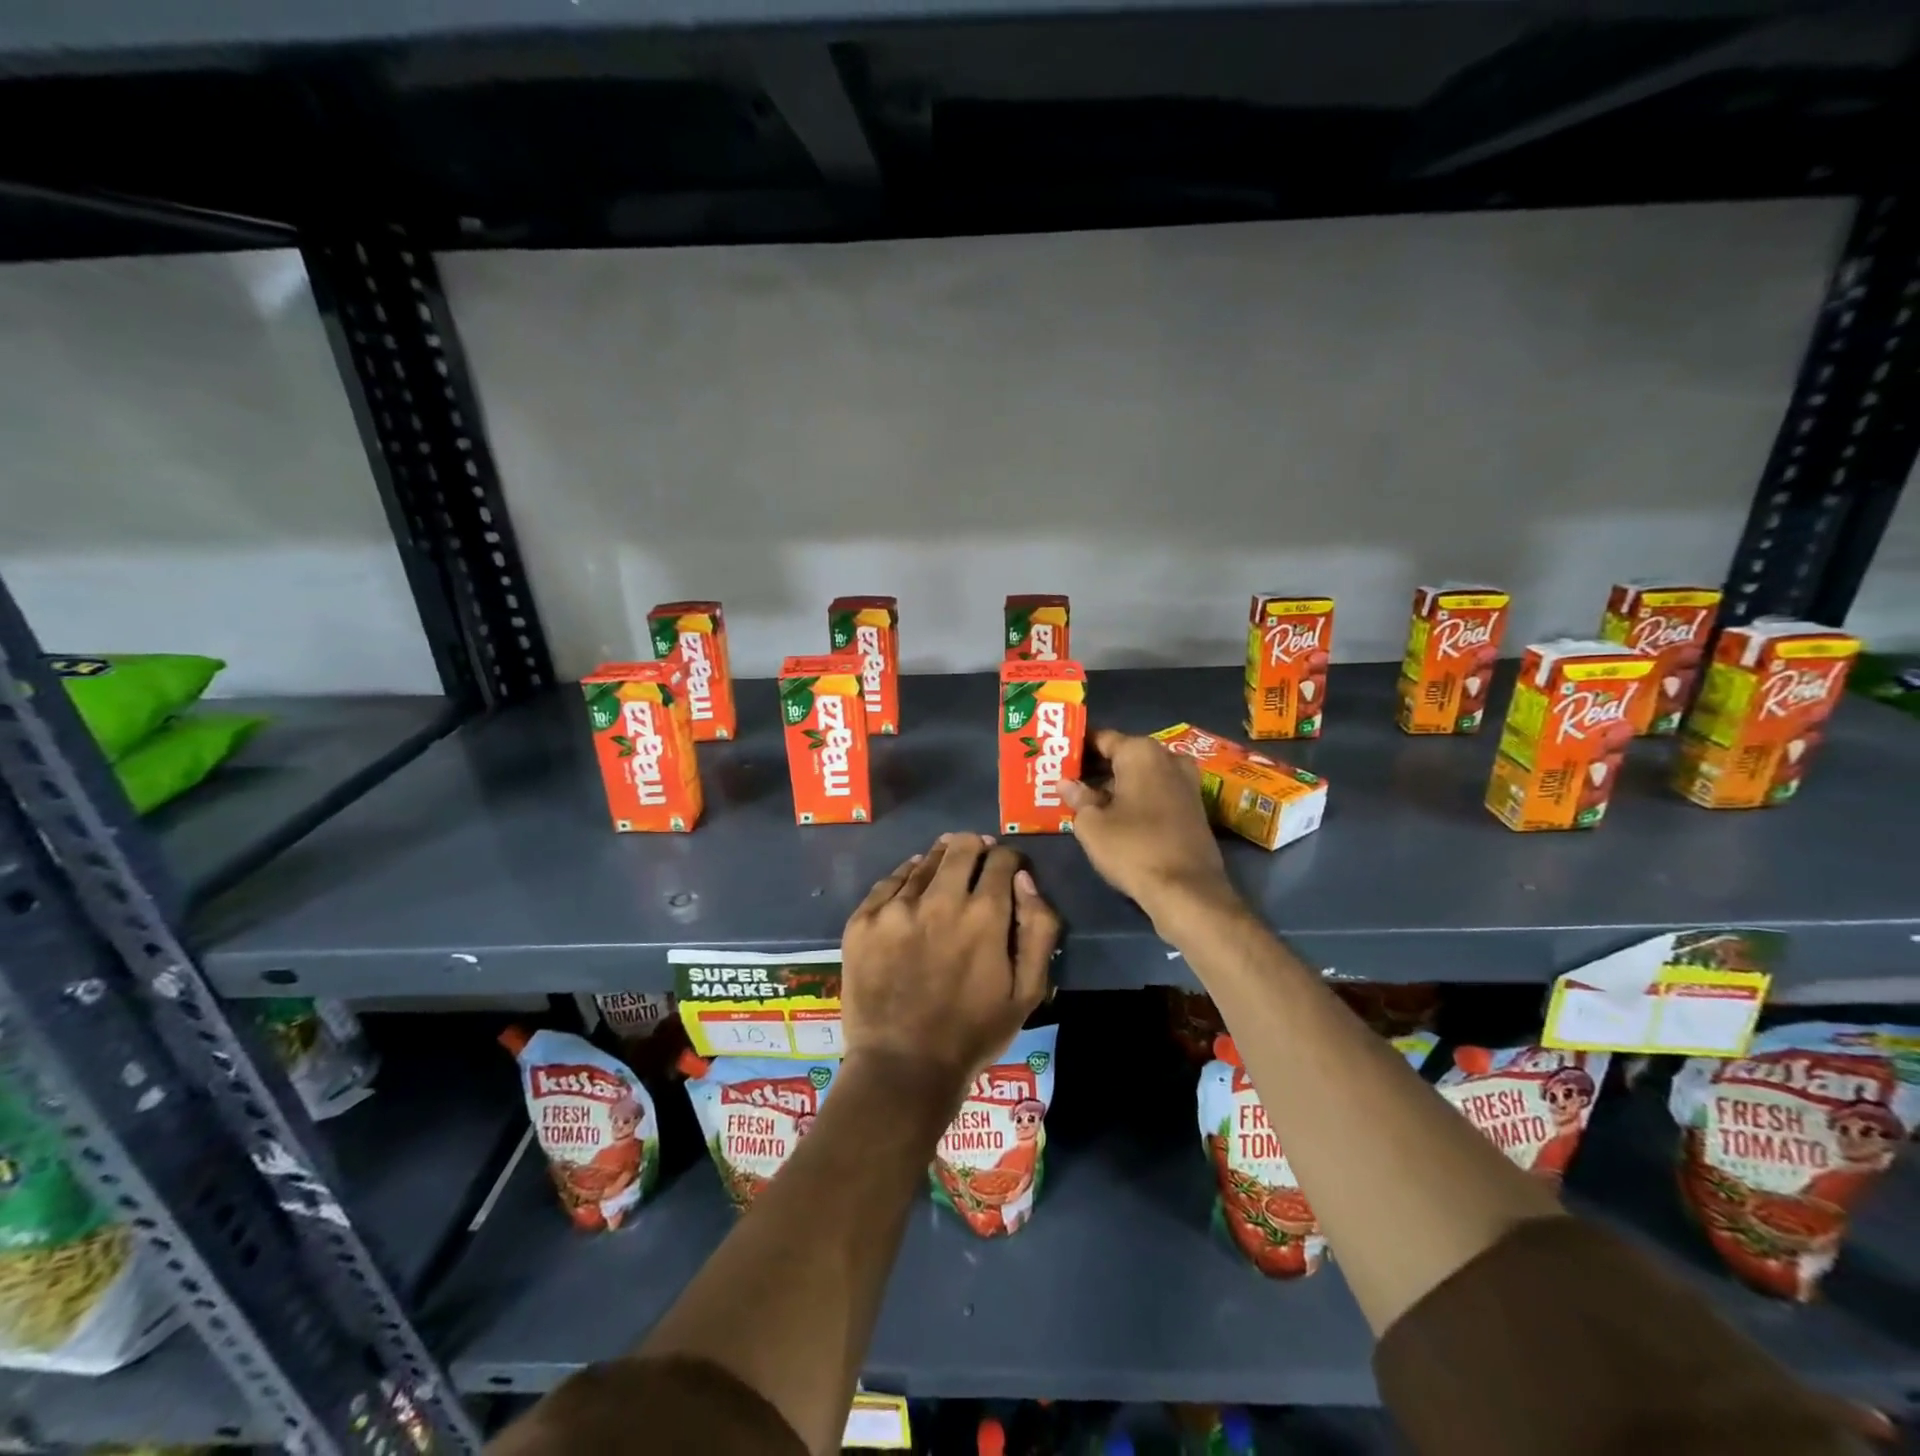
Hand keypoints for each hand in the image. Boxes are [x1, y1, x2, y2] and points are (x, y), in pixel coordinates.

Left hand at [840, 834, 1059, 1101]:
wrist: (902, 1067)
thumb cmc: (973, 1033)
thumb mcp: (1028, 991)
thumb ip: (1038, 928)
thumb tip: (1024, 879)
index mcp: (984, 915)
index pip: (1001, 858)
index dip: (1009, 859)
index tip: (1008, 869)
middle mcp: (939, 899)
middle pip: (961, 846)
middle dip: (975, 848)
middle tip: (977, 862)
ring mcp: (895, 908)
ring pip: (924, 861)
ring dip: (941, 861)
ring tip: (945, 872)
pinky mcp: (862, 920)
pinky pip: (890, 881)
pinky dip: (907, 878)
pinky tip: (912, 887)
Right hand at [1061, 728, 1240, 931]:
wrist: (1187, 890)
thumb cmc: (1133, 848)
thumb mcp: (1092, 824)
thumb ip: (1078, 797)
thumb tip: (1066, 783)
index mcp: (1141, 752)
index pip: (1101, 738)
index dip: (1077, 747)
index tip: (1057, 757)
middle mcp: (1168, 757)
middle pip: (1123, 755)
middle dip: (1096, 767)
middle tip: (1066, 779)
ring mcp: (1186, 781)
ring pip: (1141, 774)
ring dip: (1116, 784)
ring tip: (1085, 798)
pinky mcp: (1194, 806)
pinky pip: (1156, 791)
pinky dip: (1135, 797)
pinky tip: (1114, 813)